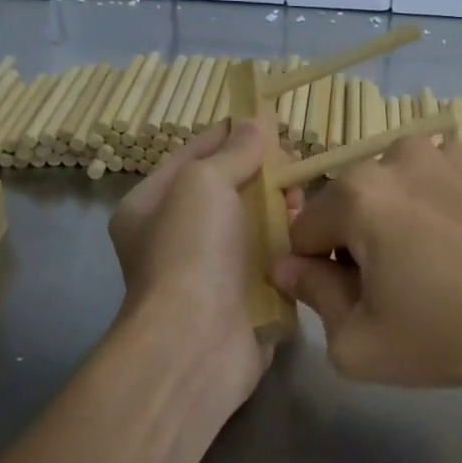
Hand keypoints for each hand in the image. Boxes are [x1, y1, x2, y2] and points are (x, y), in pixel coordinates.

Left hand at [108, 119, 282, 403]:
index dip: (230, 133)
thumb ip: (232, 152)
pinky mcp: (246, 295)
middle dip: (263, 172)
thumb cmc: (191, 251)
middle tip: (294, 164)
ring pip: (255, 222)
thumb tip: (256, 125)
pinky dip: (290, 244)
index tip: (269, 120)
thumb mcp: (203, 183)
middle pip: (229, 188)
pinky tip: (309, 232)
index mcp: (152, 205)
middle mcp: (179, 235)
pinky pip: (272, 257)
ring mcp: (213, 268)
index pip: (194, 153)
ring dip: (280, 208)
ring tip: (303, 199)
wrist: (197, 342)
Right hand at [270, 136, 461, 396]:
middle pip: (357, 199)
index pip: (306, 228)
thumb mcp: (358, 343)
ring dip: (408, 213)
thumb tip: (288, 266)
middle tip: (400, 282)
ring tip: (446, 259)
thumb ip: (311, 296)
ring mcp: (457, 149)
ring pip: (407, 182)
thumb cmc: (449, 336)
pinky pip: (456, 178)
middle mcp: (401, 154)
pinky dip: (455, 202)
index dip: (317, 268)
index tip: (349, 298)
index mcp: (358, 194)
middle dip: (362, 236)